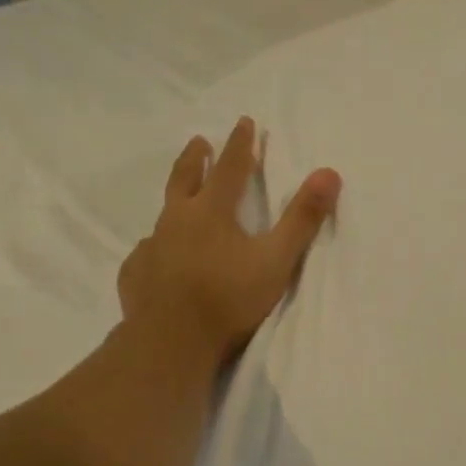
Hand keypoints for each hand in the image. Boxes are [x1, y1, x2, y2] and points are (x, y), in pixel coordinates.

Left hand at [116, 117, 340, 363]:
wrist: (170, 343)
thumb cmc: (228, 298)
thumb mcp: (276, 259)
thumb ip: (303, 218)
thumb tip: (329, 173)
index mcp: (211, 212)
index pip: (229, 167)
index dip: (240, 144)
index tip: (244, 122)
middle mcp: (176, 221)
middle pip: (185, 179)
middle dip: (195, 157)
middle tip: (198, 141)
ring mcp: (151, 247)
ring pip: (163, 215)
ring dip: (175, 201)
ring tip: (180, 202)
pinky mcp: (136, 274)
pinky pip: (146, 252)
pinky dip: (157, 246)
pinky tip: (158, 257)